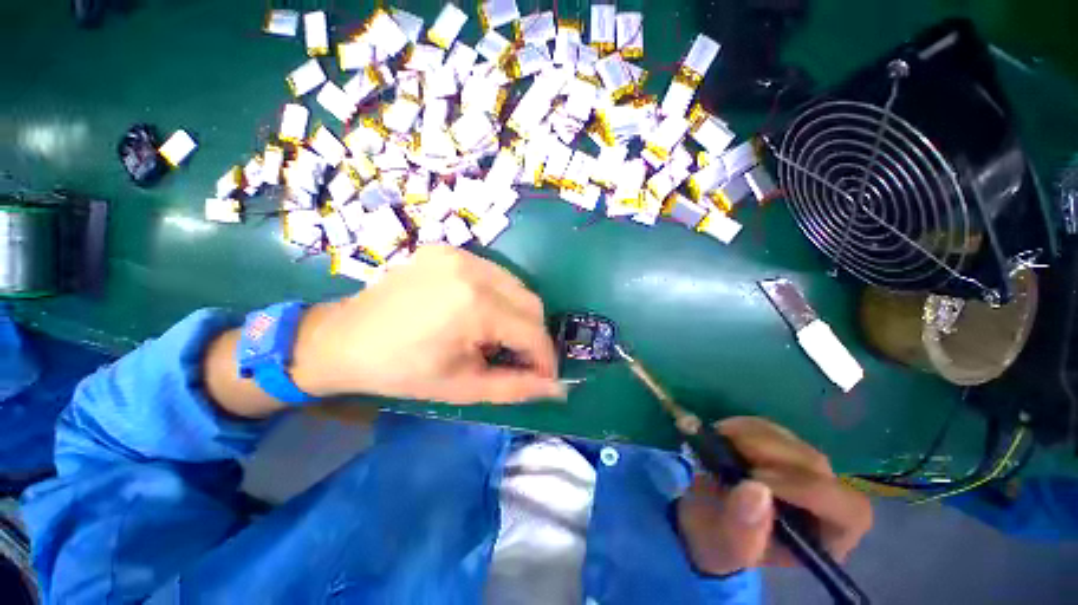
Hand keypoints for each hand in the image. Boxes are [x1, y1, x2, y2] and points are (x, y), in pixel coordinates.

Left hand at [293, 246, 564, 404]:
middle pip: (532, 302)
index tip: (543, 375)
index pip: (533, 331)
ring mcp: (460, 254)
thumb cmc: (401, 371)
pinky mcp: (448, 250)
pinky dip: (498, 296)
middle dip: (533, 334)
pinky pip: (494, 274)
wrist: (342, 339)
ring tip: (496, 336)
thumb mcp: (462, 387)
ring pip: (516, 285)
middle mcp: (473, 270)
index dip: (545, 357)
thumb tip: (557, 388)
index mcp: (475, 306)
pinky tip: (478, 312)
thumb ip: (516, 387)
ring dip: (517, 314)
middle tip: (518, 357)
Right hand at [676, 417, 871, 575]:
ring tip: (720, 445)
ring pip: (791, 441)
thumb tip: (755, 489)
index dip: (810, 491)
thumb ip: (742, 530)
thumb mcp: (726, 548)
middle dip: (770, 454)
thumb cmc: (720, 543)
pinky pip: (768, 428)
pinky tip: (722, 435)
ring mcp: (800, 468)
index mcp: (827, 538)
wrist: (703, 518)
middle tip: (728, 452)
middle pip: (816, 466)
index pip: (848, 511)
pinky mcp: (776, 445)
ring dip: (751, 437)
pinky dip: (742, 427)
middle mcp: (824, 500)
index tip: (755, 480)